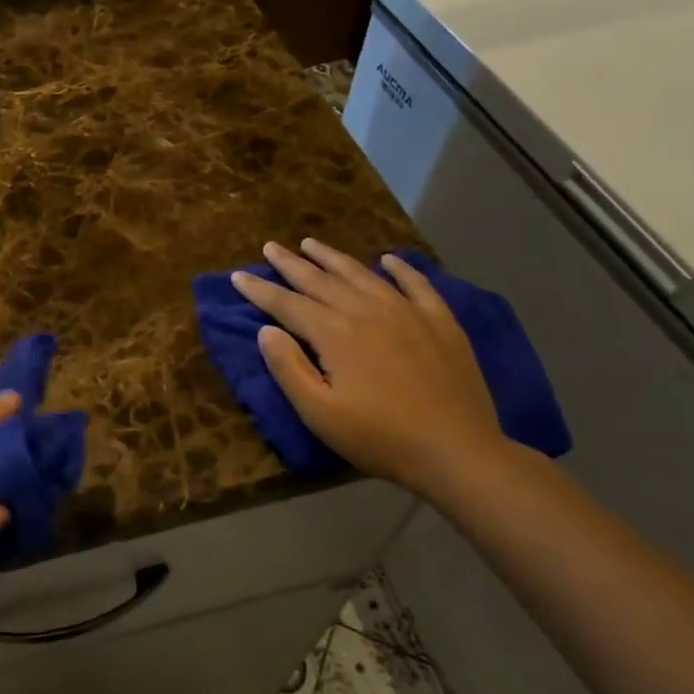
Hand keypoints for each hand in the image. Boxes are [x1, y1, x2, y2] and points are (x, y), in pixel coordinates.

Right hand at [233, 240, 507, 494]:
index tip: (237, 275)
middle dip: (291, 264)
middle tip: (270, 247)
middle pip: (321, 280)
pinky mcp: (440, 323)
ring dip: (333, 257)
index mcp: (335, 333)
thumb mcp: (319, 412)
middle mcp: (368, 311)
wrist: (456, 450)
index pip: (288, 304)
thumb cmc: (378, 437)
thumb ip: (288, 367)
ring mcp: (408, 312)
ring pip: (362, 275)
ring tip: (311, 243)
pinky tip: (388, 259)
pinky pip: (417, 284)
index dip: (260, 290)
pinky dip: (401, 268)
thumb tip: (266, 330)